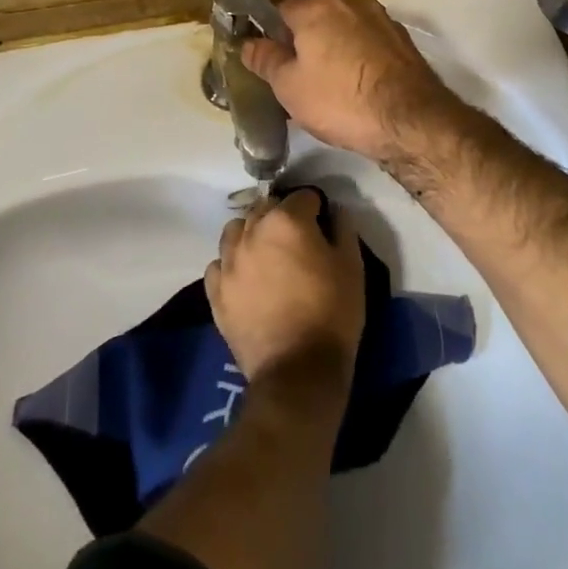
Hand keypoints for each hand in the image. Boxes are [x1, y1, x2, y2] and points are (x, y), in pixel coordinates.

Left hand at [205, 189, 364, 383]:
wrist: (298, 372)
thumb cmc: (332, 314)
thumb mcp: (352, 267)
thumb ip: (343, 229)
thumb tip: (335, 211)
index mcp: (286, 221)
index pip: (303, 196)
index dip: (316, 208)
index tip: (323, 223)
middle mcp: (252, 231)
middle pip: (265, 207)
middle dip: (282, 216)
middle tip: (296, 241)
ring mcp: (229, 261)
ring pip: (236, 230)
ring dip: (251, 234)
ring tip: (266, 255)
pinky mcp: (215, 291)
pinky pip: (218, 264)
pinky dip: (231, 265)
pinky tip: (245, 279)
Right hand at [241, 0, 467, 164]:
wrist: (411, 121)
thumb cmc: (340, 100)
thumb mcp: (289, 86)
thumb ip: (265, 60)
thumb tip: (248, 43)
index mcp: (317, 6)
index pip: (280, 9)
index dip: (269, 34)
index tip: (267, 60)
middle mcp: (351, 2)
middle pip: (314, 18)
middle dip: (302, 42)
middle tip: (294, 77)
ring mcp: (382, 20)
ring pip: (343, 31)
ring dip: (332, 50)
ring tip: (326, 87)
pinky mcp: (403, 42)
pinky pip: (367, 45)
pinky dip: (358, 59)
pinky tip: (356, 88)